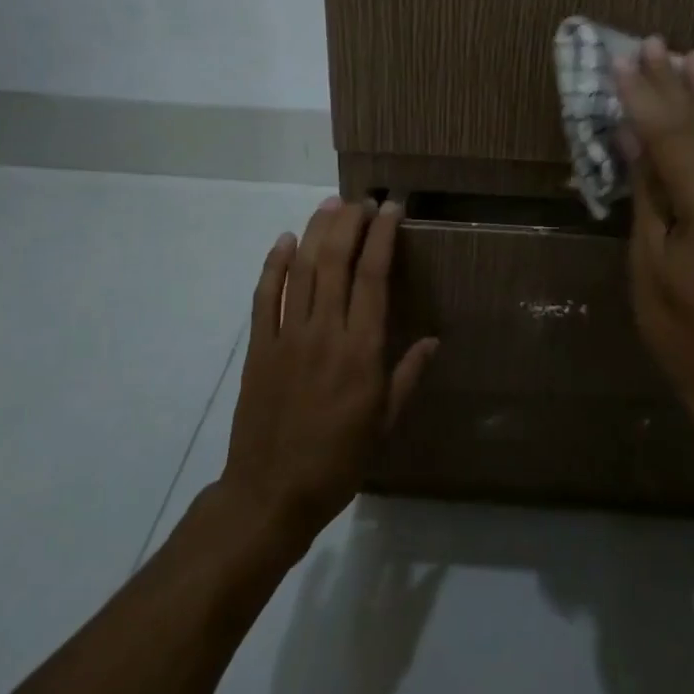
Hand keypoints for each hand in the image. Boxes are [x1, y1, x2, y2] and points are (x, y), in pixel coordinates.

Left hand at [219, 197, 436, 550]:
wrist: (271, 493)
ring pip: (301, 270)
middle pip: (336, 261)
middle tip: (362, 200)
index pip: (373, 276)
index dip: (383, 236)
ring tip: (330, 205)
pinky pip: (265, 296)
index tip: (392, 209)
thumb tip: (434, 339)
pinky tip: (284, 241)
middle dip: (350, 223)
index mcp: (361, 351)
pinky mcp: (259, 347)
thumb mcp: (385, 423)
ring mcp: (287, 336)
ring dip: (315, 232)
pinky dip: (273, 264)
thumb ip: (408, 375)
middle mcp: (325, 332)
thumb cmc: (339, 460)